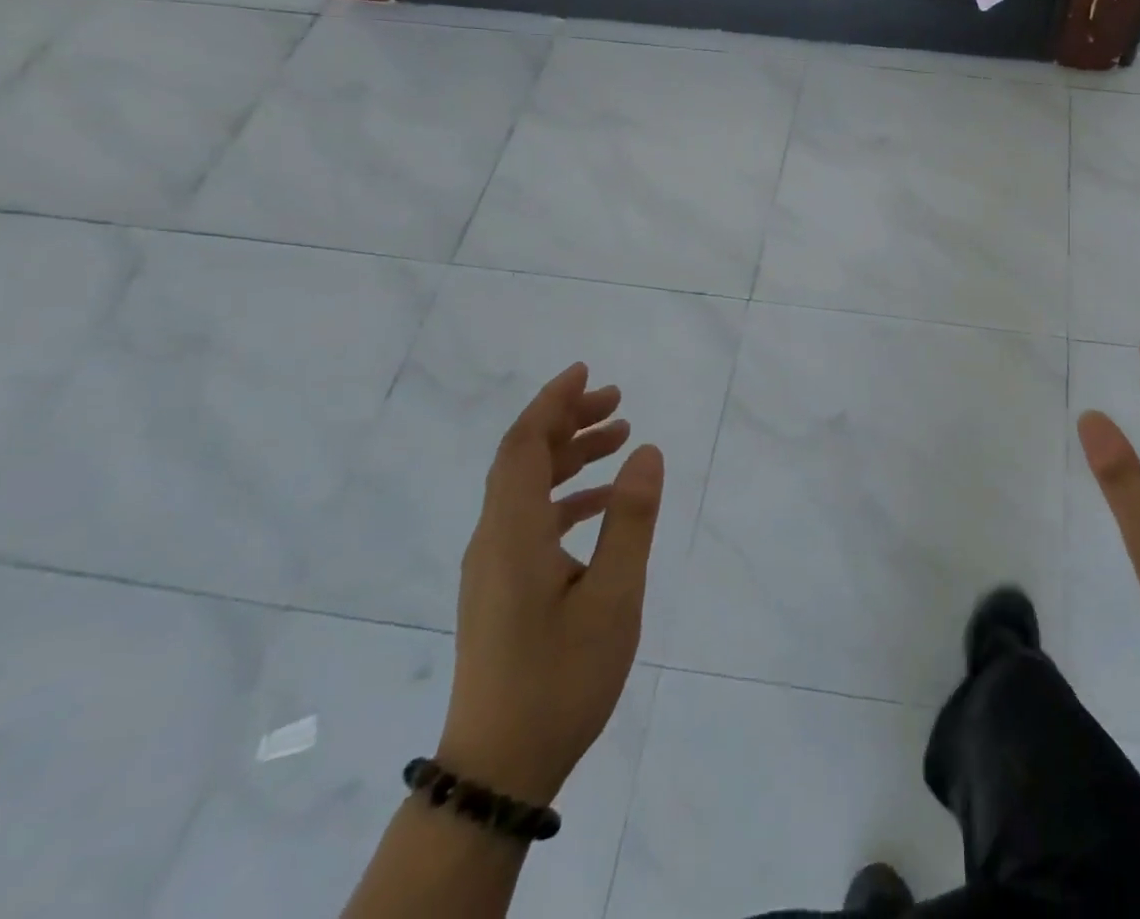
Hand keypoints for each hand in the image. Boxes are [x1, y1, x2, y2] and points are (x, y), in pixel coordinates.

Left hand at [436, 364, 663, 806]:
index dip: (552, 401)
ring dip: (569, 456)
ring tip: (620, 438)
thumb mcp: (614, 595)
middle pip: (523, 458)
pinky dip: (566, 495)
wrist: (500, 767)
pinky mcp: (499, 588)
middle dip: (568, 420)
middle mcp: (493, 539)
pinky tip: (603, 504)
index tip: (586, 371)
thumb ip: (631, 519)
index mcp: (513, 532)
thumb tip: (647, 451)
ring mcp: (492, 566)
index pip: (524, 444)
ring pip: (526, 487)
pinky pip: (529, 518)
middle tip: (618, 402)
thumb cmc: (561, 677)